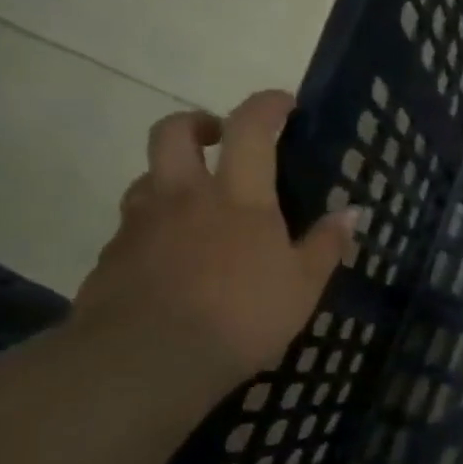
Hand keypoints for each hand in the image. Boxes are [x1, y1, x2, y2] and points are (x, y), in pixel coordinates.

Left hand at [73, 90, 354, 393]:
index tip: (283, 104)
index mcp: (237, 196)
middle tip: (217, 139)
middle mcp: (183, 196)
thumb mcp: (302, 287)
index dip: (267, 106)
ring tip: (193, 207)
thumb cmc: (241, 317)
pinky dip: (152, 230)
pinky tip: (169, 262)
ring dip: (169, 178)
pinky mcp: (111, 257)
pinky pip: (132, 228)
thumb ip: (325, 245)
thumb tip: (351, 212)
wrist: (148, 360)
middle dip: (197, 123)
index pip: (249, 128)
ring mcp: (140, 224)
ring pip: (146, 178)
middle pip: (173, 132)